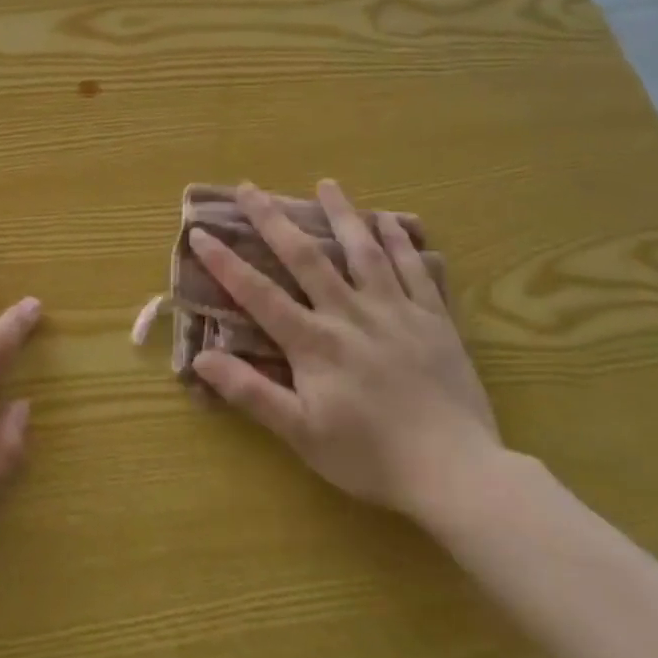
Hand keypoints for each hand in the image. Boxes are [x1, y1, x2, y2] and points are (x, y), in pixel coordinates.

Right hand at [189, 181, 503, 523]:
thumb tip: (200, 358)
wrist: (457, 473)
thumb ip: (250, 392)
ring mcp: (396, 312)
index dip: (225, 261)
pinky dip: (401, 242)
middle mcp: (350, 314)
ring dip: (342, 214)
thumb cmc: (370, 456)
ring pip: (364, 251)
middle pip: (306, 257)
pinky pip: (416, 270)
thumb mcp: (300, 432)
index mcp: (314, 341)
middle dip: (273, 219)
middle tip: (250, 187)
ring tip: (326, 185)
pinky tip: (390, 221)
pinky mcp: (434, 320)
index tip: (200, 232)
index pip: (258, 292)